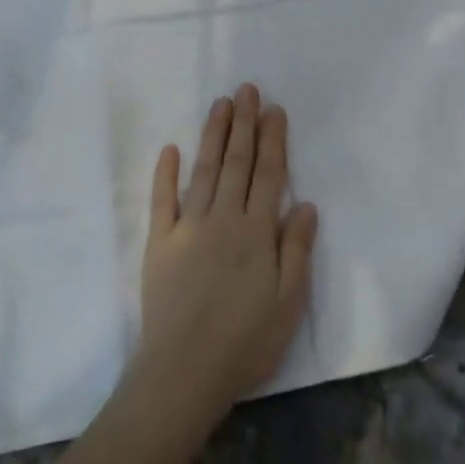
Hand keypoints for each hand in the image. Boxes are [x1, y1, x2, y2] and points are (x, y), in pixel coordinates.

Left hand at [135, 85, 318, 427]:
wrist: (183, 374)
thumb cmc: (246, 342)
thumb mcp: (288, 302)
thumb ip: (296, 249)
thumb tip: (305, 203)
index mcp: (256, 232)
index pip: (268, 174)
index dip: (273, 139)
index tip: (274, 109)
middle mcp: (223, 219)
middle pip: (237, 163)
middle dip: (244, 124)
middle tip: (246, 89)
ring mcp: (187, 228)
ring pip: (204, 171)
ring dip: (214, 136)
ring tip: (220, 105)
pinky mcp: (159, 244)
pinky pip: (162, 201)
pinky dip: (165, 173)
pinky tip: (170, 149)